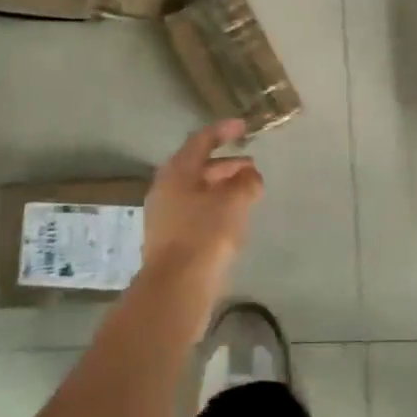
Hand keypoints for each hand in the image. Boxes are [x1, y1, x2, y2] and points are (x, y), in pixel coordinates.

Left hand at [139, 120, 263, 336]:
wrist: (176, 289)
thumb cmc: (205, 235)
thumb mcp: (234, 203)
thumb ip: (246, 182)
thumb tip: (250, 175)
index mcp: (177, 171)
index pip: (201, 140)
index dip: (223, 131)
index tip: (243, 127)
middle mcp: (166, 188)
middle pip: (198, 167)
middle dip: (227, 164)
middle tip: (251, 167)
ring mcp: (165, 215)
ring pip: (197, 191)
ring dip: (222, 188)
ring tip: (247, 194)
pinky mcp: (169, 240)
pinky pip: (195, 212)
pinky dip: (215, 208)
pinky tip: (233, 220)